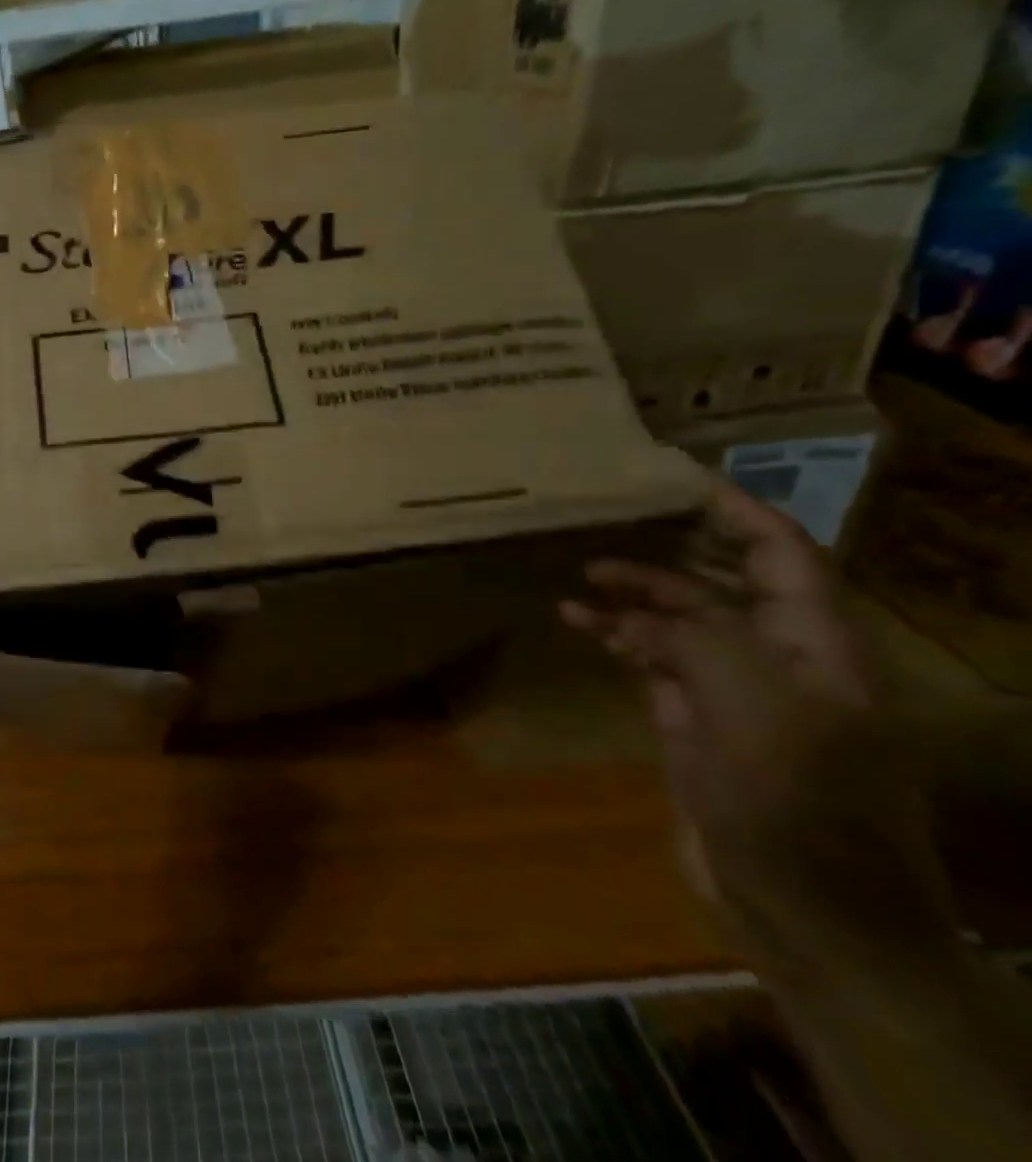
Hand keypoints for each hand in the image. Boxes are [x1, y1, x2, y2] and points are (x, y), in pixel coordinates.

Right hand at [560, 483, 958, 972]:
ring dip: (636, 592)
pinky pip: (652, 659)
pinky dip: (616, 636)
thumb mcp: (754, 710)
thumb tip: (640, 612)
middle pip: (726, 581)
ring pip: (681, 620)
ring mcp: (734, 693)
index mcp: (818, 648)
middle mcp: (780, 660)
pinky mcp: (695, 723)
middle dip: (673, 546)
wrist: (808, 917)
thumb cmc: (797, 808)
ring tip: (583, 571)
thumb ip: (702, 640)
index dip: (736, 511)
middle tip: (611, 517)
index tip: (674, 476)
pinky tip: (576, 621)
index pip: (784, 556)